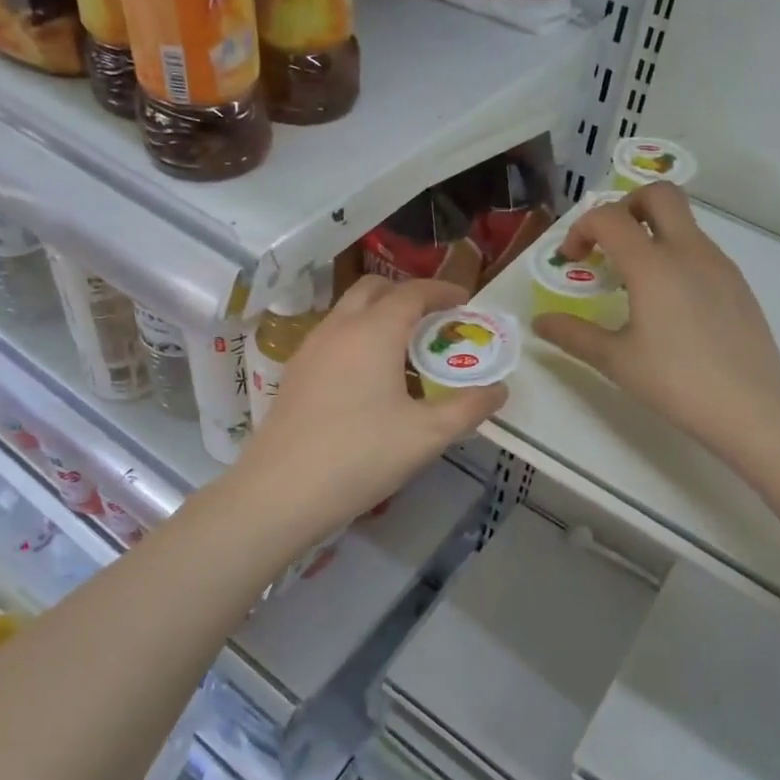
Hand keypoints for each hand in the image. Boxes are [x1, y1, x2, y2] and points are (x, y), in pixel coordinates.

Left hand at [232, 276, 508, 547]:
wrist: (281, 490)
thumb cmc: (361, 455)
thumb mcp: (427, 434)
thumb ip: (468, 408)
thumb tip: (498, 391)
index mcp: (374, 331)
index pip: (413, 292)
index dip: (443, 291)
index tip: (465, 301)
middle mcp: (339, 327)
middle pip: (375, 289)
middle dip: (408, 295)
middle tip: (434, 322)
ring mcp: (310, 348)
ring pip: (349, 311)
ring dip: (380, 316)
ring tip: (406, 351)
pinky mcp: (295, 372)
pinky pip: (333, 337)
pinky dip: (358, 338)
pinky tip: (369, 379)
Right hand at [534, 184, 779, 460]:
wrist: (751, 406)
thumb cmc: (676, 382)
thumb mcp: (615, 360)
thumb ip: (573, 334)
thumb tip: (540, 323)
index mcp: (652, 265)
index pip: (609, 217)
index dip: (581, 228)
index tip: (572, 260)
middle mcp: (688, 251)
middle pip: (659, 194)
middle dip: (625, 206)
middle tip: (609, 244)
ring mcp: (718, 264)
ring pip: (683, 222)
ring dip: (651, 232)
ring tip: (634, 281)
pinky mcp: (737, 283)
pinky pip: (700, 249)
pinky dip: (675, 256)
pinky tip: (669, 303)